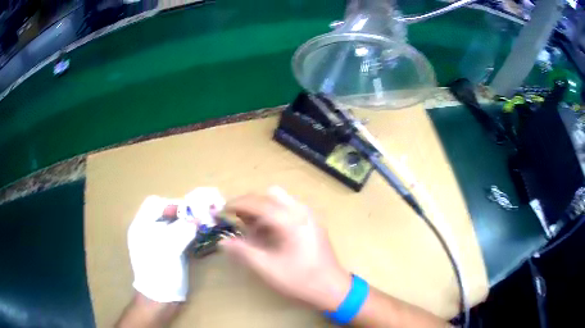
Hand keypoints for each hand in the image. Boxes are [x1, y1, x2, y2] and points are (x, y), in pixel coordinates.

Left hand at [127, 195, 196, 302]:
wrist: (160, 299)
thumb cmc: (158, 272)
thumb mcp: (168, 249)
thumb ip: (182, 230)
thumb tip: (198, 219)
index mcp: (141, 226)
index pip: (155, 203)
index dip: (172, 204)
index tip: (190, 211)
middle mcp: (148, 231)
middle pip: (165, 213)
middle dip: (183, 214)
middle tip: (200, 217)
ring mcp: (158, 242)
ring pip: (174, 225)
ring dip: (188, 224)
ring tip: (203, 226)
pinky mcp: (168, 252)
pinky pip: (179, 237)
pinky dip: (189, 235)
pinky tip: (199, 238)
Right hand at [220, 186, 351, 311]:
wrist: (332, 288)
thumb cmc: (301, 280)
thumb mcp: (268, 268)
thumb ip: (244, 252)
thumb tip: (223, 241)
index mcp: (291, 220)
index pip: (258, 203)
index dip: (236, 204)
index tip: (221, 211)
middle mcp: (301, 211)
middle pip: (269, 195)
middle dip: (249, 205)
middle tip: (236, 221)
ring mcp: (309, 215)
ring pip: (279, 200)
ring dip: (262, 209)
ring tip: (251, 230)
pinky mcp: (312, 223)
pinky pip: (288, 209)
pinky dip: (273, 215)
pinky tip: (268, 234)